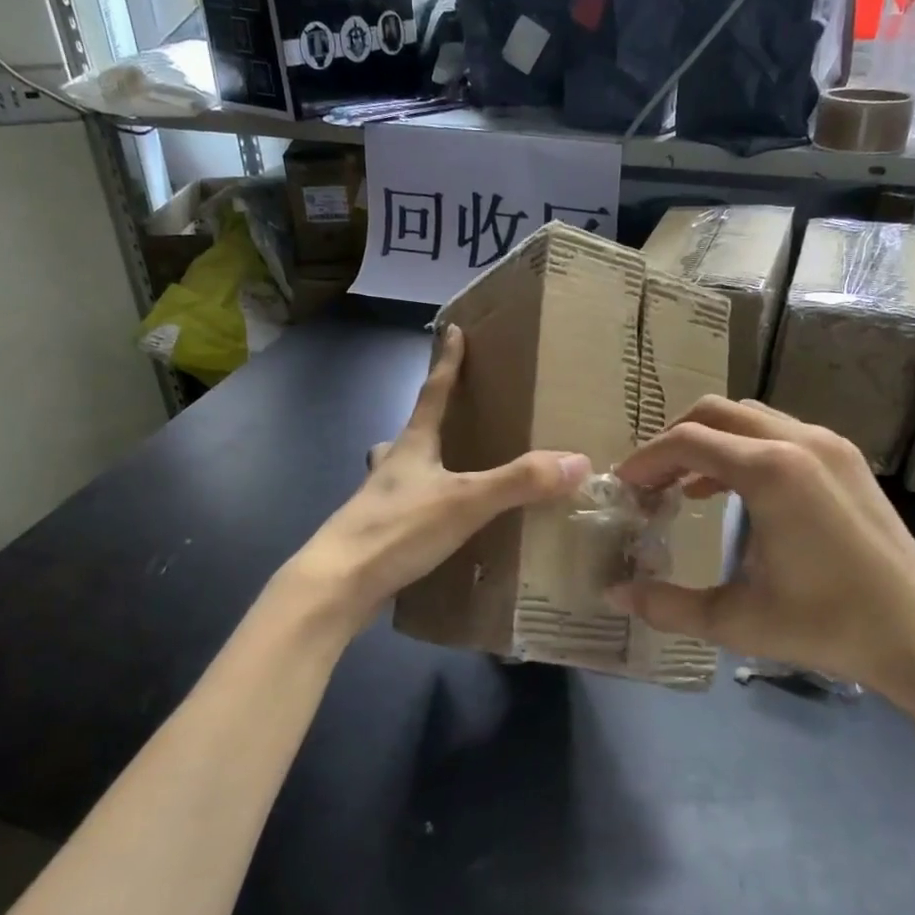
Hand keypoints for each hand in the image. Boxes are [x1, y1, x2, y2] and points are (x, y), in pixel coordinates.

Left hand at [294, 324, 589, 628]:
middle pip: (410, 433)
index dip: (447, 362)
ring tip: (443, 475)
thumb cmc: (397, 529)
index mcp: (411, 447)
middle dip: (429, 421)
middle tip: (449, 418)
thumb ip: (519, 482)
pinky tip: (436, 528)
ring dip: (419, 466)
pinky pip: (404, 511)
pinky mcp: (376, 536)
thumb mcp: (465, 502)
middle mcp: (391, 467)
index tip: (452, 330)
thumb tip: (577, 461)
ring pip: (400, 472)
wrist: (337, 584)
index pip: (432, 393)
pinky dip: (422, 510)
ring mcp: (378, 502)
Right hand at [608, 397, 914, 701]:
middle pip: (714, 413)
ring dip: (709, 441)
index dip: (646, 460)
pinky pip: (778, 432)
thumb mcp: (737, 620)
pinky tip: (732, 491)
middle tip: (651, 482)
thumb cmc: (825, 626)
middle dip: (673, 441)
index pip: (687, 441)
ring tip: (685, 485)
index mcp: (770, 472)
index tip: (624, 487)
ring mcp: (828, 444)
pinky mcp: (846, 458)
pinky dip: (743, 448)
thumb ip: (668, 605)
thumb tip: (614, 595)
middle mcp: (798, 441)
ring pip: (748, 417)